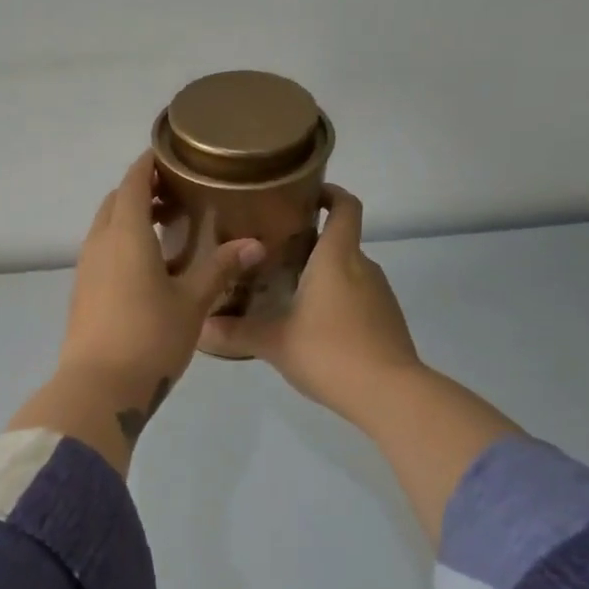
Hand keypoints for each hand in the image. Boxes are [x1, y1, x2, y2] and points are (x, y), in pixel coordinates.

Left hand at [60, 151, 265, 415]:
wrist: (97, 388)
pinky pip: (102, 251)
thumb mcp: (192, 303)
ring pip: (106, 226)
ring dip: (131, 217)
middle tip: (179, 194)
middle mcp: (99, 243)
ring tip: (168, 227)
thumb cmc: (149, 338)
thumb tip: (255, 244)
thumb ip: (220, 269)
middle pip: (117, 201)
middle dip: (142, 189)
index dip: (150, 162)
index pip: (133, 181)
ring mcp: (86, 268)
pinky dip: (122, 242)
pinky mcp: (82, 292)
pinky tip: (148, 265)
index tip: (174, 154)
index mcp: (125, 234)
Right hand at [200, 186, 421, 427]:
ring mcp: (380, 294)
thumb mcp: (274, 343)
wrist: (390, 394)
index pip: (345, 207)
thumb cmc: (329, 352)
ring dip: (323, 275)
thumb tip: (199, 328)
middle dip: (311, 242)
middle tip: (273, 253)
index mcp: (337, 258)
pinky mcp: (387, 321)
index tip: (306, 194)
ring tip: (287, 291)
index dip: (331, 193)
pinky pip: (358, 298)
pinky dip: (337, 301)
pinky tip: (313, 326)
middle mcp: (363, 267)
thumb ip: (235, 332)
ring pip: (348, 272)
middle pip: (341, 241)